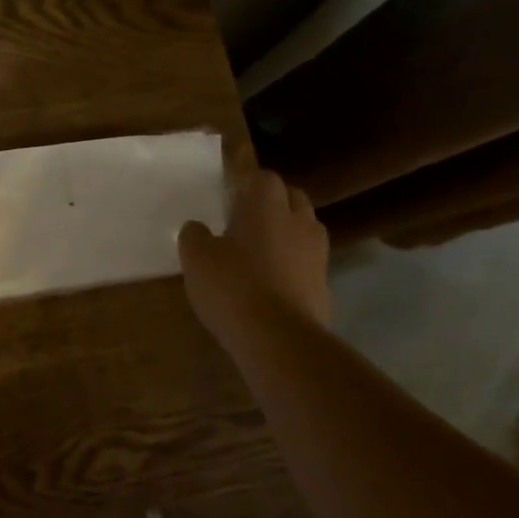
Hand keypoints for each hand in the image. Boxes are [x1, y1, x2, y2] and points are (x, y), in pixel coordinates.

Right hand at [179, 171, 331, 341]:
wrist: (279, 340)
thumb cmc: (233, 286)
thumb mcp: (196, 258)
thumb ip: (195, 236)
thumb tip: (198, 228)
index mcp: (266, 207)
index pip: (264, 177)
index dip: (248, 183)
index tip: (230, 195)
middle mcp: (298, 223)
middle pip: (293, 199)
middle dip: (274, 204)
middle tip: (246, 220)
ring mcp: (316, 256)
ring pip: (304, 231)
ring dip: (287, 235)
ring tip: (260, 252)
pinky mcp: (323, 287)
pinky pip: (307, 264)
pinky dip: (292, 267)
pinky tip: (269, 284)